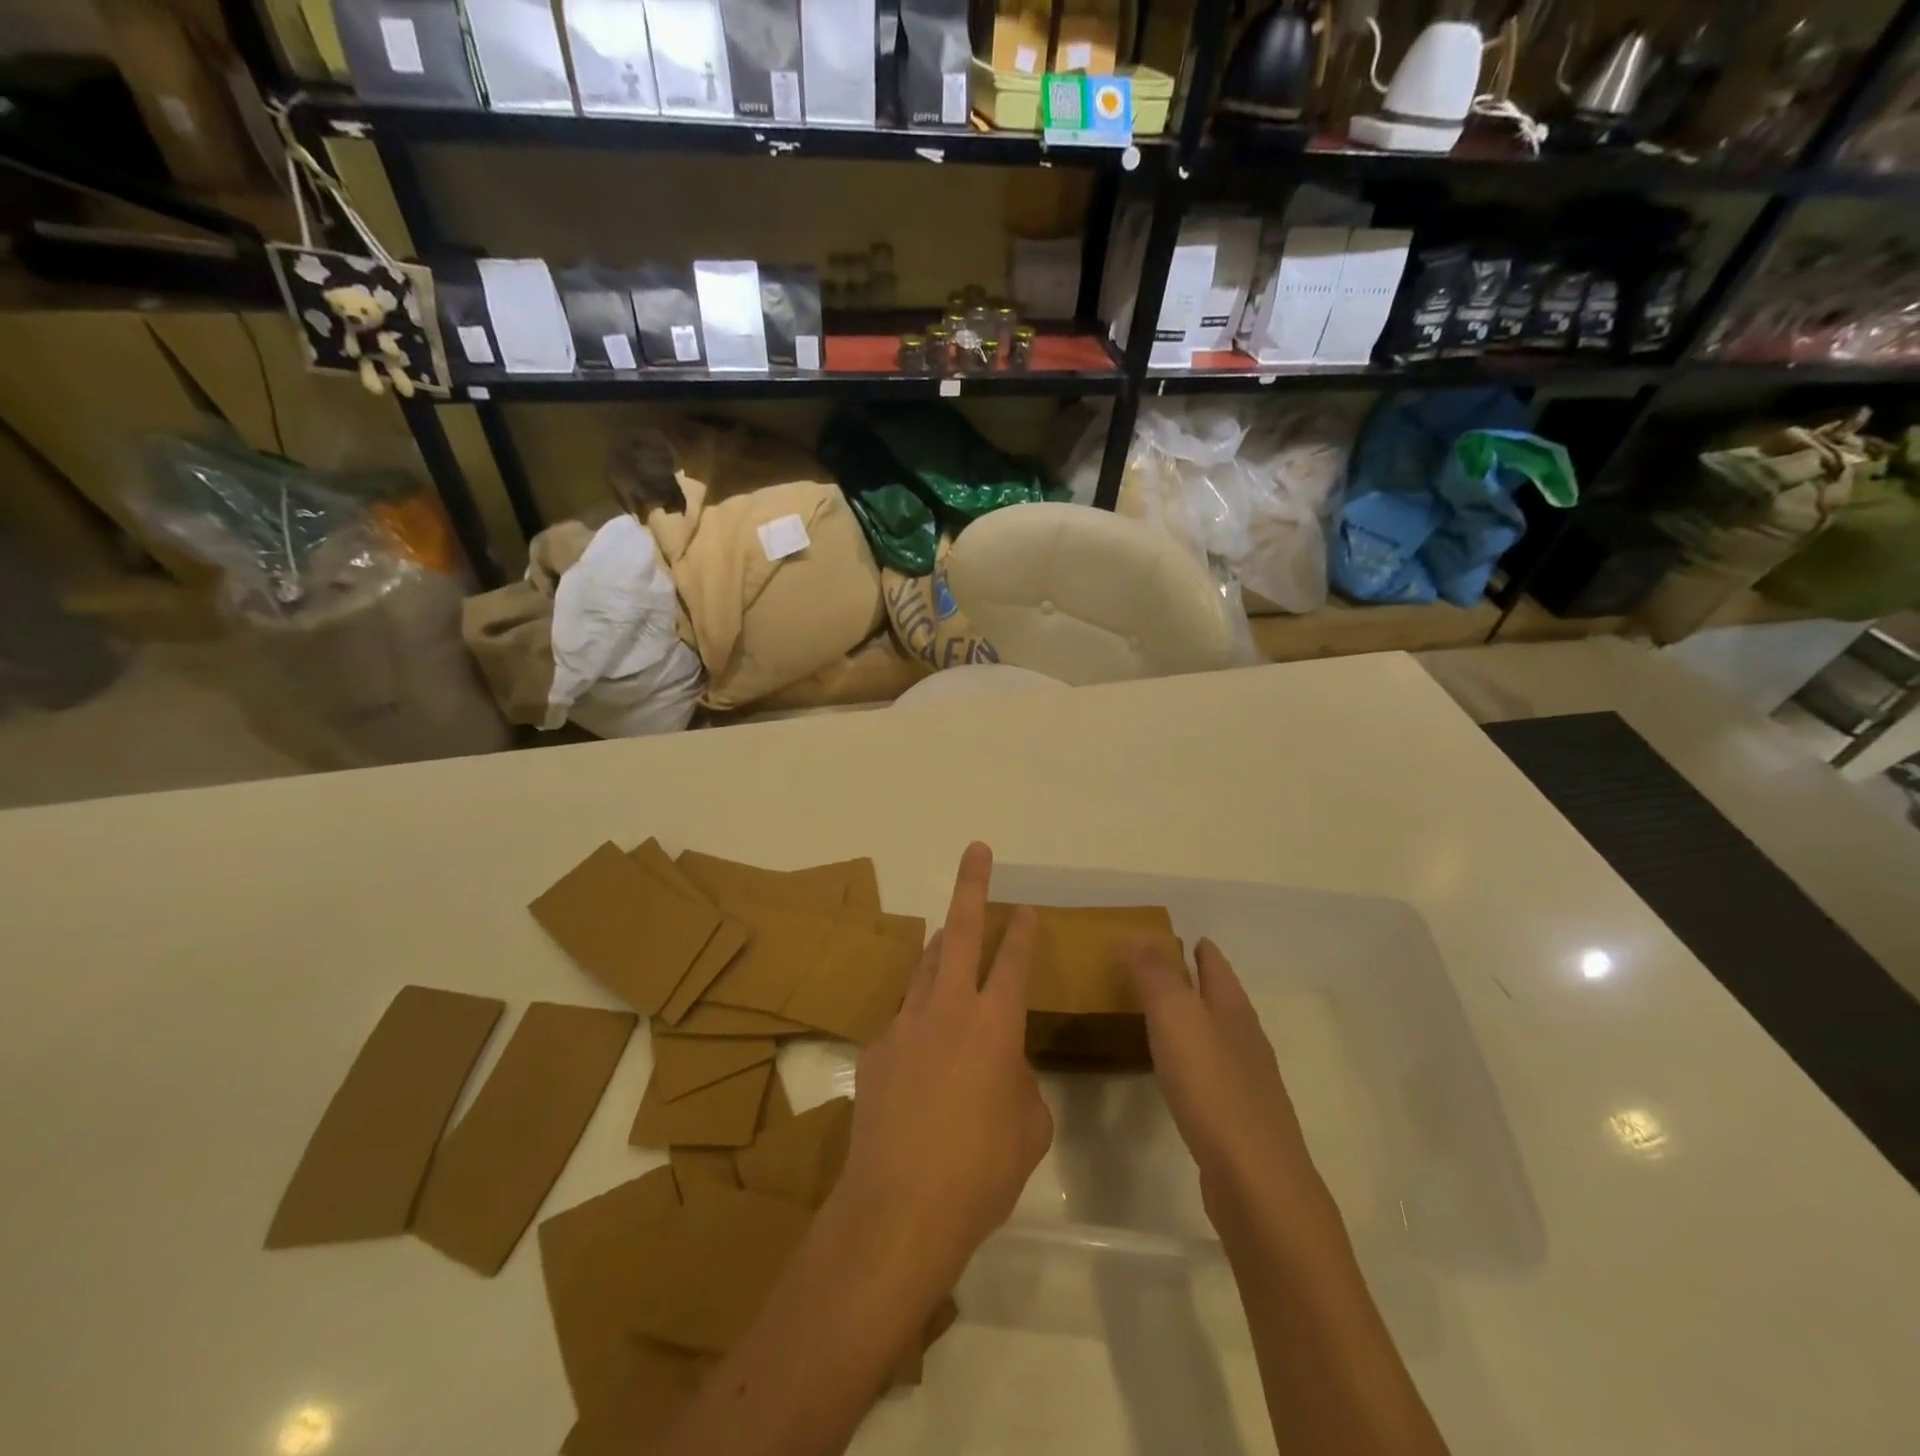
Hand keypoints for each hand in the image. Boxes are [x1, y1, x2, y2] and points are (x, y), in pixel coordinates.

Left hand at [831, 843, 1053, 1292]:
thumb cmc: (981, 1172)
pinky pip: (904, 1020)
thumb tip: (1002, 1067)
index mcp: (995, 1025)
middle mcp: (948, 1009)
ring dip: (942, 948)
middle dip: (971, 886)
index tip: (1029, 908)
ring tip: (951, 937)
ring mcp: (905, 1025)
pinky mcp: (875, 1050)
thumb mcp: (1028, 1128)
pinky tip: (922, 1053)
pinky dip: (919, 1021)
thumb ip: (1020, 1082)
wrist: (899, 1210)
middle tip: (976, 850)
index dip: (1025, 931)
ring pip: (926, 968)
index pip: (1015, 961)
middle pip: (961, 932)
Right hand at [1126, 936, 1333, 1239]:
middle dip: (1201, 982)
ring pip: (1221, 1037)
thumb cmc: (1212, 1087)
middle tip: (1166, 971)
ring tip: (1169, 1018)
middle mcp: (1246, 1040)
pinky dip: (1196, 1060)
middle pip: (1224, 999)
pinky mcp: (1240, 1121)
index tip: (1184, 936)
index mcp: (1233, 1010)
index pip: (1216, 966)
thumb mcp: (1176, 1017)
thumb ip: (1156, 974)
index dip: (1200, 949)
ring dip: (1198, 1021)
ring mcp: (1249, 1083)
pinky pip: (1214, 1074)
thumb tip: (1138, 933)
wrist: (1255, 1181)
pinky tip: (1182, 1075)